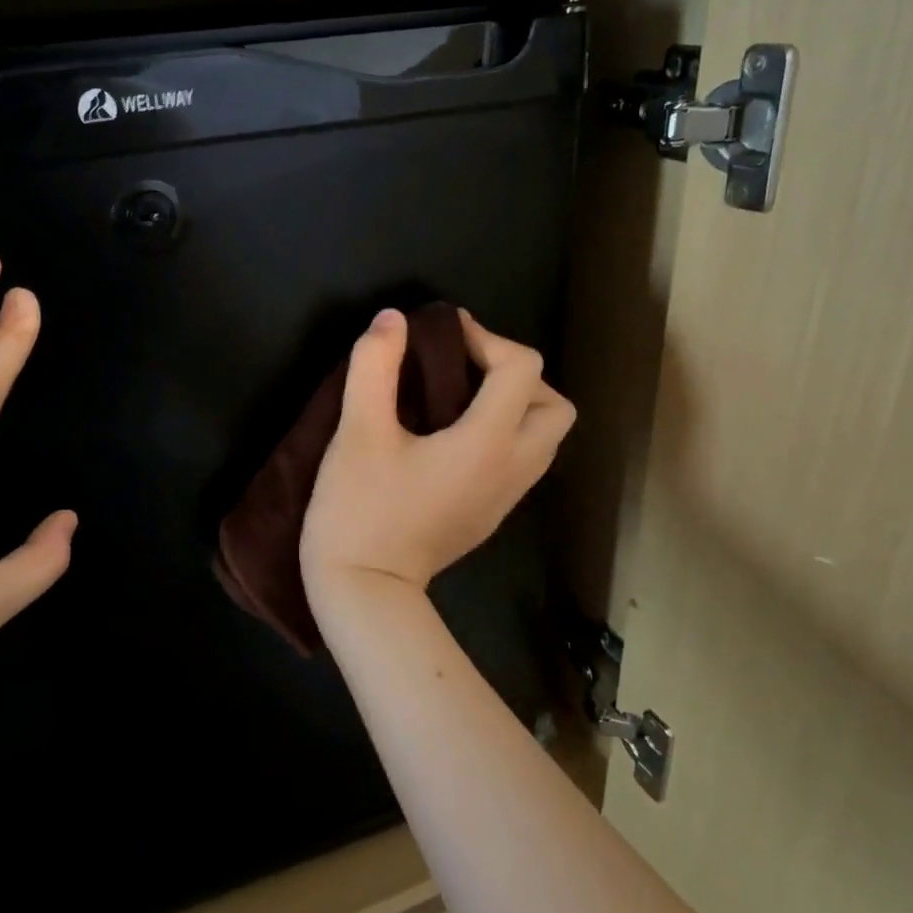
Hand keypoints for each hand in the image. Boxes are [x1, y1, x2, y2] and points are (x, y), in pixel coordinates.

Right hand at [300, 307, 575, 599]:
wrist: (365, 593)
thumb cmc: (360, 510)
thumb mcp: (358, 432)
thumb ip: (375, 366)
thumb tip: (393, 319)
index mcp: (489, 443)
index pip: (521, 368)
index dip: (486, 337)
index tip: (443, 333)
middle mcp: (512, 469)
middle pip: (554, 405)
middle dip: (516, 374)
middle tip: (465, 368)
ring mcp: (506, 498)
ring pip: (543, 436)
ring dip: (515, 404)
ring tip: (460, 396)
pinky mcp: (490, 515)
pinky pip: (522, 460)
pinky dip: (505, 433)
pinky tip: (454, 434)